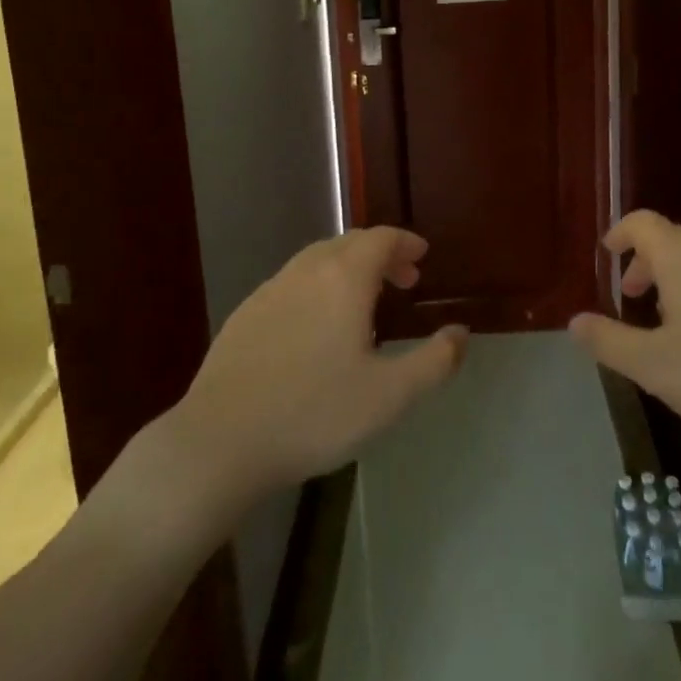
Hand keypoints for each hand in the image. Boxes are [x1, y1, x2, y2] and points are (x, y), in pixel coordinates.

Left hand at [172, 228, 467, 496]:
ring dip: (347, 269)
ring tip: (363, 303)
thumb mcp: (391, 396)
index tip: (422, 257)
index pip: (381, 238)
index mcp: (343, 278)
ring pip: (317, 261)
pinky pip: (292, 284)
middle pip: (349, 244)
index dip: (405, 242)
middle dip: (380, 254)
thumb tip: (460, 333)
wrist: (220, 441)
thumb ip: (435, 361)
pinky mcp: (244, 315)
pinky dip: (317, 288)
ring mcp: (270, 290)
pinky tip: (316, 328)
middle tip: (403, 280)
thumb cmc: (315, 414)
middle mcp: (306, 271)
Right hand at [569, 210, 680, 456]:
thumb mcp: (655, 366)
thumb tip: (574, 322)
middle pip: (672, 240)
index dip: (620, 233)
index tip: (608, 253)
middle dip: (647, 265)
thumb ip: (609, 341)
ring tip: (674, 324)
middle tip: (634, 298)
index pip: (641, 223)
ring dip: (680, 281)